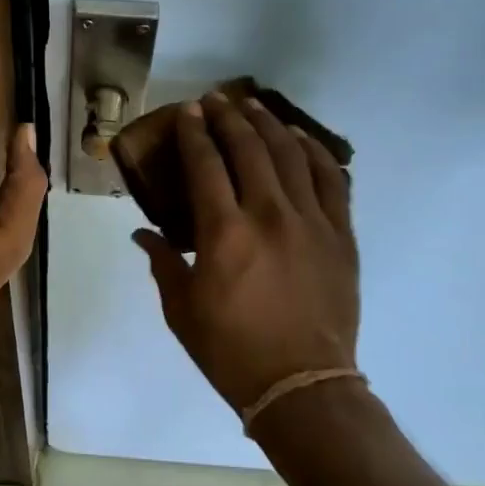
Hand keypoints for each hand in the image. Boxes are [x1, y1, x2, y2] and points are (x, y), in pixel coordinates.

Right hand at [135, 95, 358, 413]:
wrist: (302, 385)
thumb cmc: (231, 350)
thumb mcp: (182, 309)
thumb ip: (163, 262)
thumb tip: (143, 235)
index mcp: (224, 232)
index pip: (205, 164)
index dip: (194, 132)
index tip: (188, 111)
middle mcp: (269, 215)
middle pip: (249, 148)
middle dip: (228, 117)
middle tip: (215, 100)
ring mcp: (311, 222)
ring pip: (291, 155)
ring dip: (269, 124)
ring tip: (253, 106)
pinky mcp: (341, 235)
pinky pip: (332, 180)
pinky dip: (315, 153)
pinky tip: (300, 139)